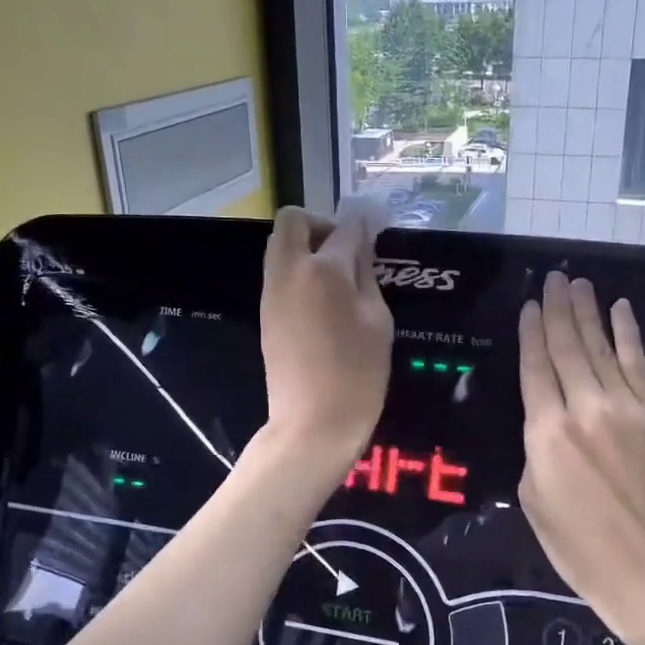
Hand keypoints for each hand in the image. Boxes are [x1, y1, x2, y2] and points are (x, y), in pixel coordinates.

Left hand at [258, 203, 392, 475]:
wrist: (313, 423)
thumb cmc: (358, 374)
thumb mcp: (378, 321)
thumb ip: (367, 275)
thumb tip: (361, 244)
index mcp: (324, 270)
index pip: (344, 226)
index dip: (363, 223)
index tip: (376, 229)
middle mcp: (290, 270)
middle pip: (293, 220)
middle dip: (321, 224)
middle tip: (346, 251)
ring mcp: (271, 291)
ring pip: (280, 244)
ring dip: (306, 246)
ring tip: (337, 278)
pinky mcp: (265, 311)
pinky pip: (278, 271)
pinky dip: (298, 269)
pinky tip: (322, 299)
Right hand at [518, 273, 644, 640]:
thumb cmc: (581, 547)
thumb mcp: (533, 500)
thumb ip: (536, 450)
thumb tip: (547, 425)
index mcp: (546, 432)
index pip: (534, 367)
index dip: (530, 332)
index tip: (529, 305)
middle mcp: (584, 408)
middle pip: (566, 347)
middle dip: (557, 309)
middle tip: (553, 278)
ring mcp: (625, 408)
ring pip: (601, 348)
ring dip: (588, 313)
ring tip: (578, 284)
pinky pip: (639, 365)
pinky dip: (628, 334)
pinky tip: (621, 310)